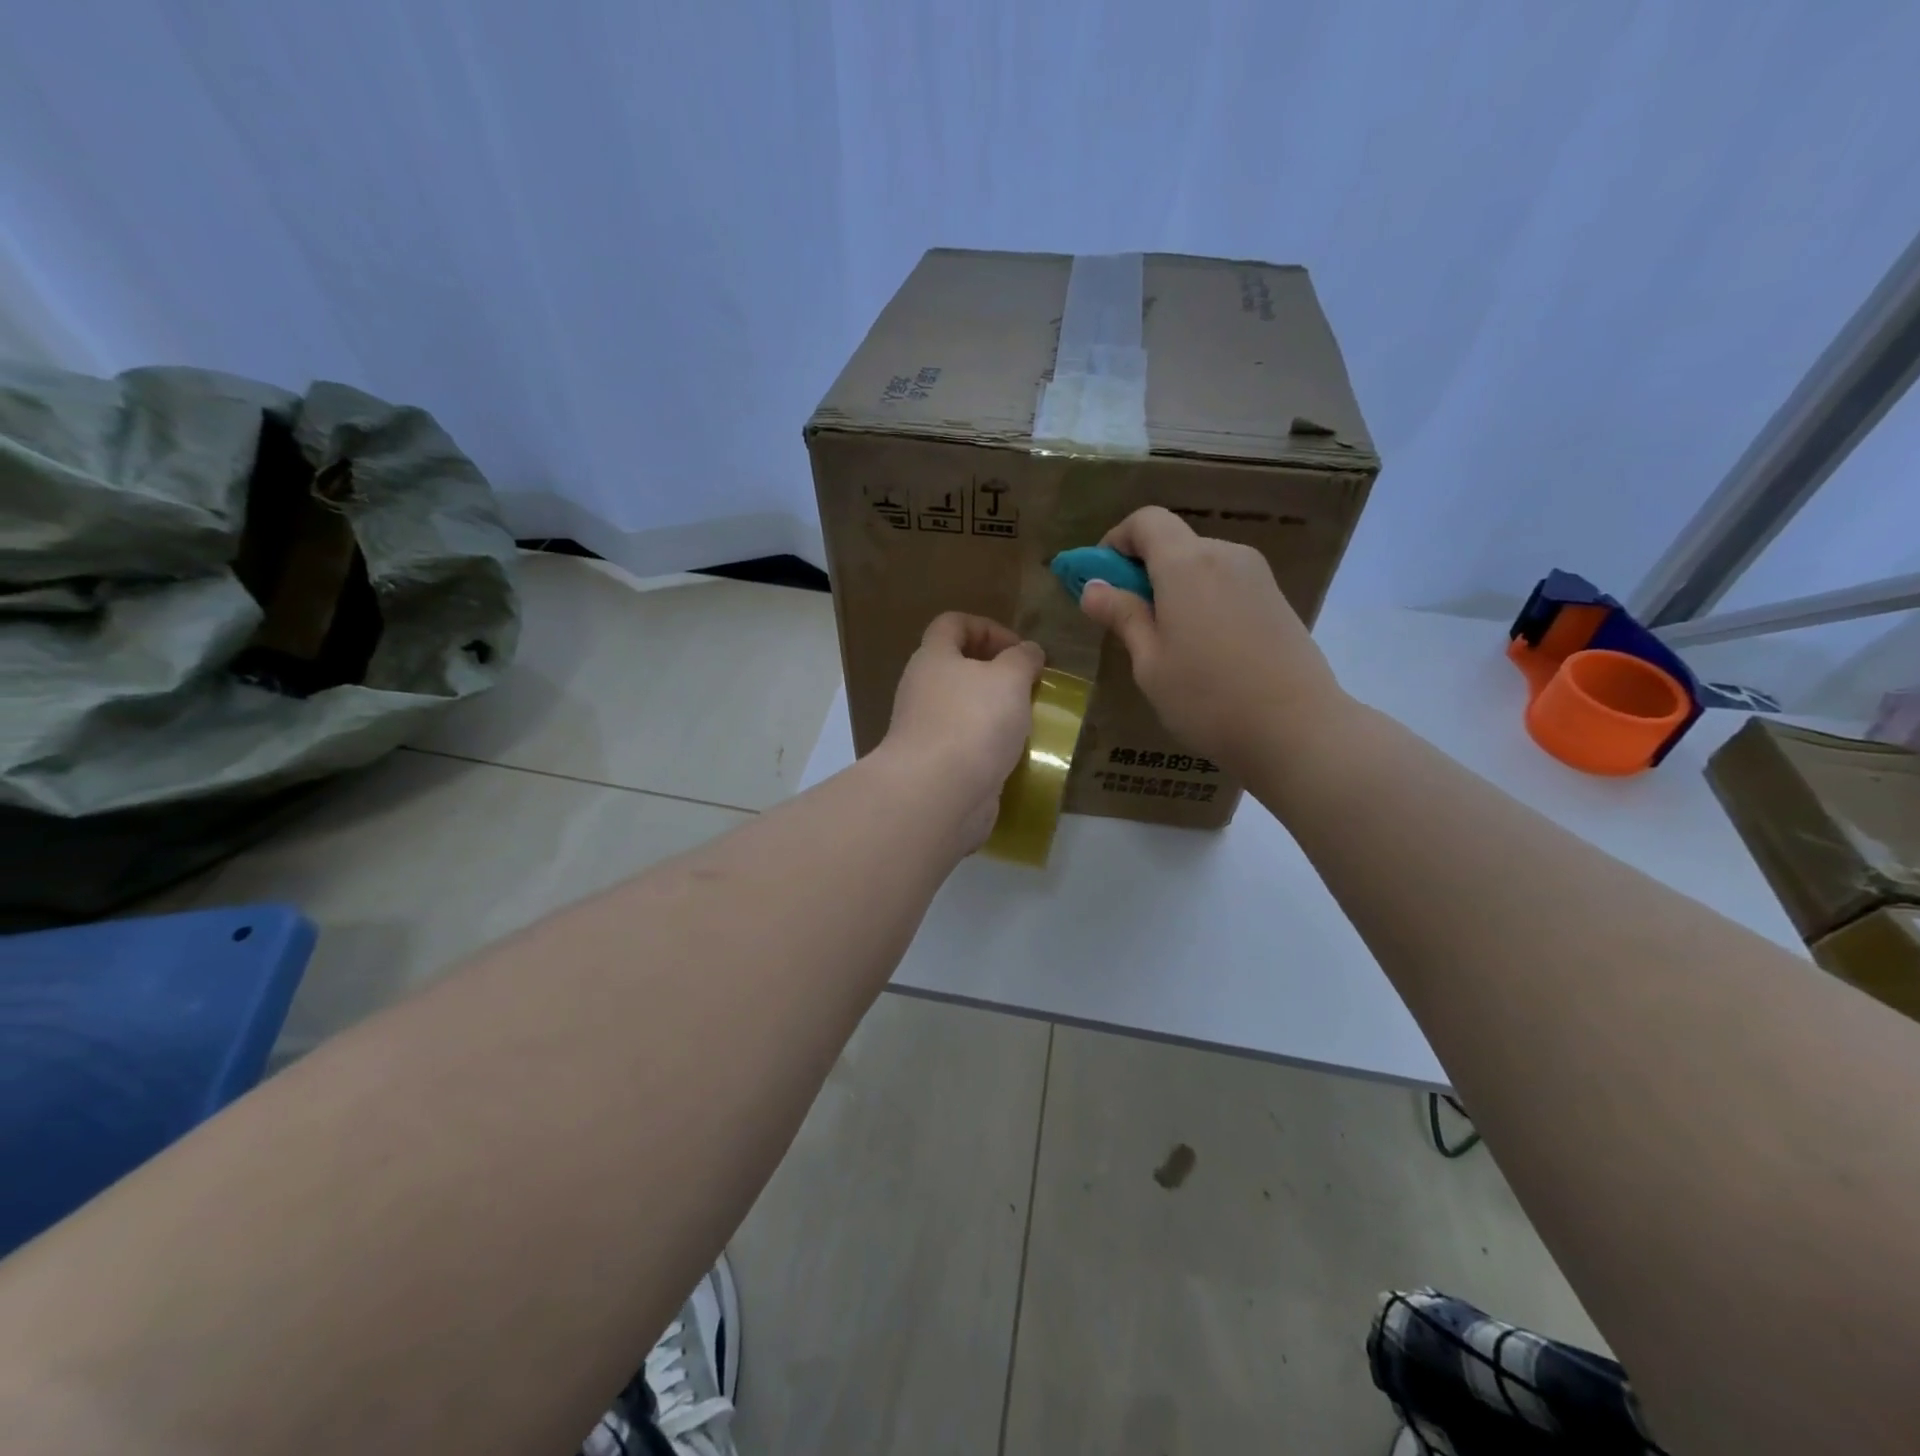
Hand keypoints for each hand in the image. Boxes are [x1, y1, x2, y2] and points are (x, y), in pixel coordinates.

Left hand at [879, 612, 1044, 849]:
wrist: (938, 794)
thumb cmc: (973, 721)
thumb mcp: (1009, 677)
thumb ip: (1022, 658)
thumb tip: (1028, 652)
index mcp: (932, 658)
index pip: (952, 624)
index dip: (987, 627)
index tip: (1019, 649)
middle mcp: (922, 690)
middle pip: (958, 668)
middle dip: (997, 674)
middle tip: (1029, 687)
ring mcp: (926, 730)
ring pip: (964, 709)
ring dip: (996, 713)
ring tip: (1029, 723)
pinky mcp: (937, 765)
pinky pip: (967, 745)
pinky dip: (990, 747)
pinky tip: (1015, 756)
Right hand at [1078, 506, 1353, 774]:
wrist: (1298, 729)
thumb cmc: (1208, 698)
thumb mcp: (1150, 663)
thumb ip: (1123, 617)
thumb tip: (1092, 588)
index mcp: (1187, 564)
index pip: (1146, 521)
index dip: (1117, 541)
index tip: (1100, 580)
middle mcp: (1225, 555)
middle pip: (1174, 542)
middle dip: (1143, 569)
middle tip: (1127, 619)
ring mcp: (1257, 576)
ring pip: (1201, 565)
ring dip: (1173, 587)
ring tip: (1166, 642)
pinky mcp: (1276, 600)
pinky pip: (1226, 584)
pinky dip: (1202, 600)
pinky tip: (1203, 649)